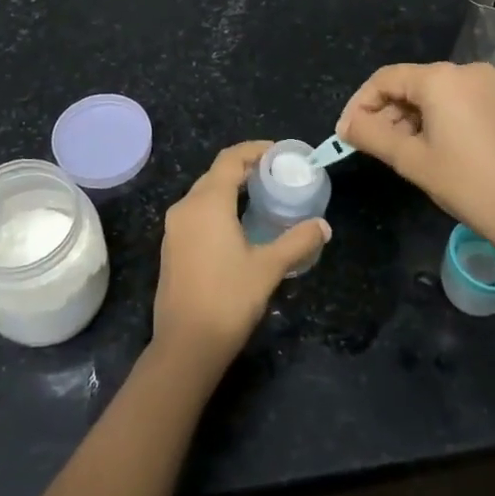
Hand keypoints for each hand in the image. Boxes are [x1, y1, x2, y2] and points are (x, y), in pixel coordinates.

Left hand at [152, 142, 330, 369]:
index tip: (278, 153)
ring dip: (230, 189)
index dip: (254, 150)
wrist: (186, 345)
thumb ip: (297, 242)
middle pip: (215, 174)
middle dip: (244, 168)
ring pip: (204, 194)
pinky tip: (237, 225)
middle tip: (274, 174)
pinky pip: (196, 213)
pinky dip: (217, 208)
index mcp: (207, 203)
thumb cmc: (228, 299)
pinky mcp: (171, 247)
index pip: (230, 159)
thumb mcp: (268, 268)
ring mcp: (174, 228)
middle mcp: (185, 207)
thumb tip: (323, 226)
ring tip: (260, 197)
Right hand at [338, 62, 494, 265]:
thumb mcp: (411, 160)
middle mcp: (464, 72)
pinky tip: (422, 149)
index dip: (360, 104)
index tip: (345, 133)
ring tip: (392, 152)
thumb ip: (371, 135)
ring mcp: (486, 88)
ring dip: (406, 119)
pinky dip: (431, 121)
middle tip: (365, 144)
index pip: (385, 79)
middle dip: (383, 112)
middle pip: (408, 84)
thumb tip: (345, 126)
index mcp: (441, 78)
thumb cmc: (468, 184)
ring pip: (430, 95)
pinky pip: (452, 103)